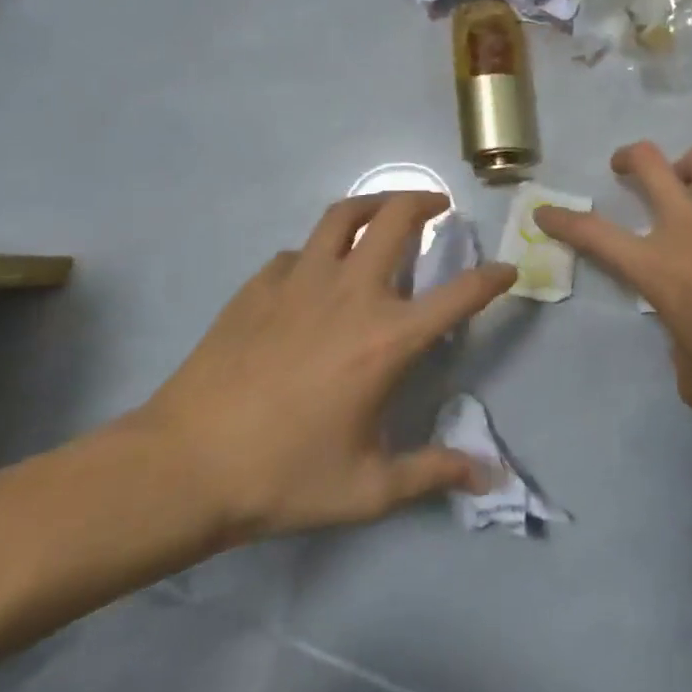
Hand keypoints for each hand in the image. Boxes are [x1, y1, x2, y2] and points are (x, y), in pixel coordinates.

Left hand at [133, 193, 515, 547]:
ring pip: (344, 215)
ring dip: (374, 203)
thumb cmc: (284, 477)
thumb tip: (491, 478)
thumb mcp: (368, 489)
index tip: (507, 269)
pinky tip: (314, 275)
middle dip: (426, 202)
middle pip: (397, 219)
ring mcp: (301, 281)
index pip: (459, 295)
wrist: (184, 465)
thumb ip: (433, 473)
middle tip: (439, 206)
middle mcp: (352, 293)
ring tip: (385, 210)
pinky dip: (317, 252)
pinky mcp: (260, 284)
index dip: (492, 277)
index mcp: (387, 339)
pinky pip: (298, 252)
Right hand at [535, 143, 691, 424]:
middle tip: (624, 168)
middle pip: (648, 163)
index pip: (594, 234)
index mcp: (659, 268)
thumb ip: (678, 346)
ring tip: (686, 188)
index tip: (546, 211)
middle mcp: (690, 228)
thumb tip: (688, 329)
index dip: (563, 220)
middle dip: (627, 158)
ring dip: (684, 167)